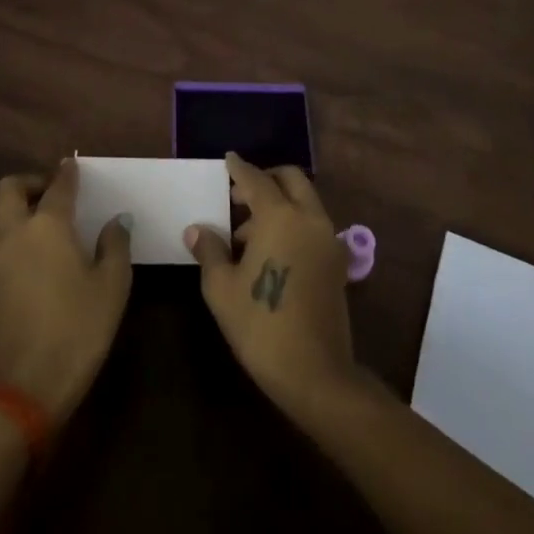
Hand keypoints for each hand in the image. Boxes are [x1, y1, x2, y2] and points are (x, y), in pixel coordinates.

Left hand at [0, 158, 132, 423]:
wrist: (27, 386)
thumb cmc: (78, 328)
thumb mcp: (112, 285)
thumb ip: (115, 245)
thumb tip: (116, 221)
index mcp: (48, 224)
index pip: (58, 186)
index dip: (68, 173)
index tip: (74, 166)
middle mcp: (15, 232)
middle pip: (9, 188)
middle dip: (30, 182)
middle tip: (52, 192)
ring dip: (13, 208)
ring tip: (39, 221)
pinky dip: (7, 233)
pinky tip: (29, 252)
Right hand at [185, 153, 357, 412]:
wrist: (316, 373)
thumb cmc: (261, 325)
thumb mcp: (222, 289)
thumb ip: (209, 251)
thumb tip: (196, 230)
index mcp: (280, 216)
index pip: (256, 180)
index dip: (239, 169)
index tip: (228, 160)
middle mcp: (309, 218)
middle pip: (290, 179)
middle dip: (265, 179)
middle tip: (239, 196)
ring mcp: (328, 239)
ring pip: (304, 201)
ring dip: (279, 202)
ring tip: (247, 235)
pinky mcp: (337, 262)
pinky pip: (313, 224)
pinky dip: (293, 222)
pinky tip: (271, 252)